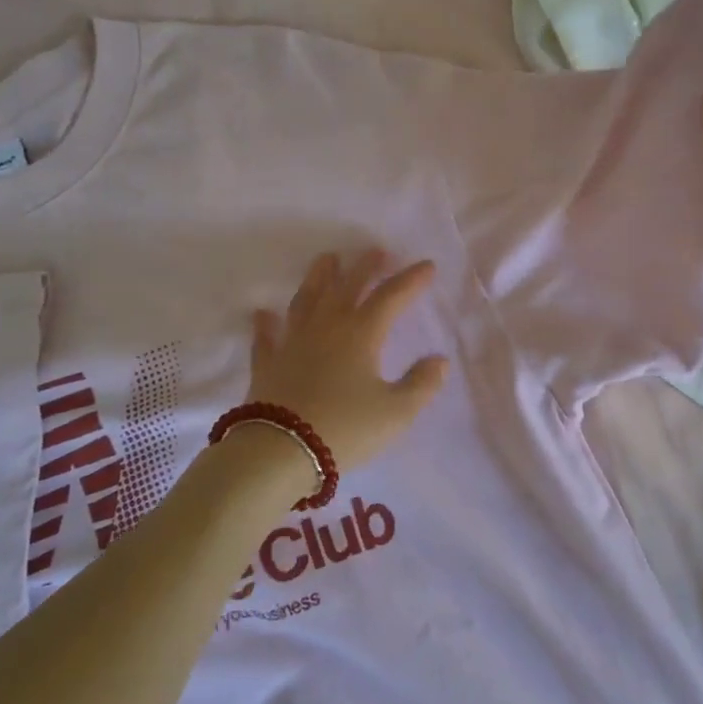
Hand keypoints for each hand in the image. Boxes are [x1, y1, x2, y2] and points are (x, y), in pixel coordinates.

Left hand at [249, 252, 449, 469]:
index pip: (391, 297)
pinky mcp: (267, 363)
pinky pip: (266, 337)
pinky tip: (262, 313)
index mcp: (361, 334)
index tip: (427, 265)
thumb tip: (440, 360)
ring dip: (318, 277)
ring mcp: (292, 342)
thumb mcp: (396, 413)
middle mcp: (326, 327)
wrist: (279, 451)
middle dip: (365, 267)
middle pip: (348, 287)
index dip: (411, 280)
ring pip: (306, 299)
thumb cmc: (345, 429)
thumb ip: (421, 384)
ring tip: (327, 259)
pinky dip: (265, 323)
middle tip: (377, 251)